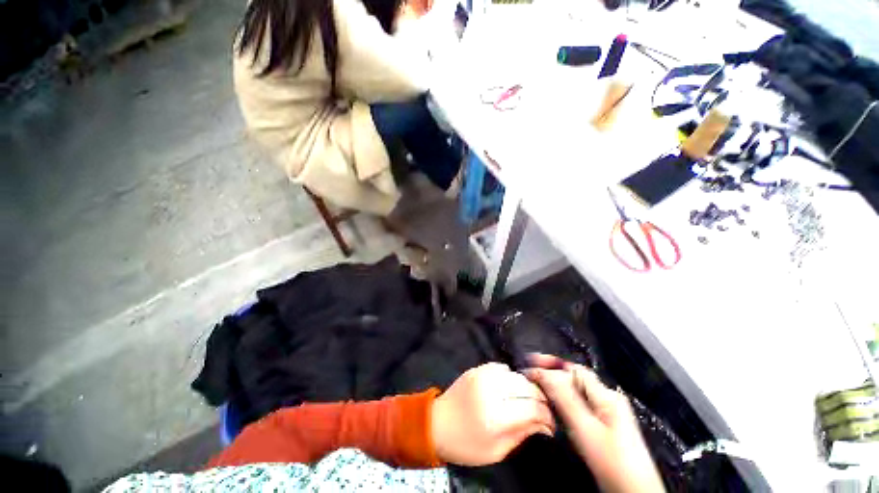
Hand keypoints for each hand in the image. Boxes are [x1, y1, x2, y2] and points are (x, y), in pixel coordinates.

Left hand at [431, 363, 554, 465]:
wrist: (436, 423)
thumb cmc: (466, 444)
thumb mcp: (496, 451)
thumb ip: (522, 434)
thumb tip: (545, 424)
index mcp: (495, 417)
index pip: (532, 408)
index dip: (546, 416)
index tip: (550, 424)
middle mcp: (490, 391)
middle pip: (526, 387)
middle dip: (540, 398)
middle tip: (542, 410)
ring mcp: (482, 376)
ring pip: (515, 375)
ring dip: (525, 386)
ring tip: (526, 399)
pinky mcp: (476, 369)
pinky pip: (500, 367)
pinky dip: (509, 376)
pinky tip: (509, 387)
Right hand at [526, 354, 664, 492]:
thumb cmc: (614, 463)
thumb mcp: (585, 429)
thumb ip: (564, 398)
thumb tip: (544, 373)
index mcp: (606, 395)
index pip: (573, 369)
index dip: (550, 364)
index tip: (531, 363)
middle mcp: (608, 399)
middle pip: (574, 379)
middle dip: (551, 375)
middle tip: (530, 375)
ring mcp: (608, 413)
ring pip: (575, 393)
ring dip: (555, 388)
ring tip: (537, 387)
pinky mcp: (604, 425)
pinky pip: (579, 405)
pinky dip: (563, 402)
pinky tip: (555, 407)